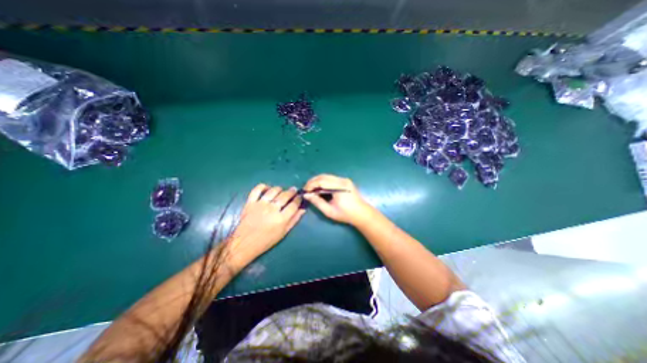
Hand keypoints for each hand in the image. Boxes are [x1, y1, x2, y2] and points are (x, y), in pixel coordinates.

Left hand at [229, 184, 306, 266]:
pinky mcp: (250, 203)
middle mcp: (272, 209)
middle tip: (294, 190)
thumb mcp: (283, 233)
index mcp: (281, 219)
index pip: (294, 204)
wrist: (244, 243)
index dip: (298, 199)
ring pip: (273, 191)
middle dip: (291, 191)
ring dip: (280, 189)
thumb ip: (294, 220)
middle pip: (285, 195)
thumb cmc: (266, 240)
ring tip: (282, 190)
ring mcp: (260, 205)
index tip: (300, 196)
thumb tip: (303, 209)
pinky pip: (257, 189)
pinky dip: (263, 186)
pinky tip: (267, 188)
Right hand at [303, 175, 373, 224]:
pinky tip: (320, 189)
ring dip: (318, 181)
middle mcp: (342, 180)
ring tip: (312, 189)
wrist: (362, 213)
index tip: (305, 191)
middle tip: (306, 190)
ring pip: (327, 176)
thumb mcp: (329, 211)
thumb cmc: (346, 214)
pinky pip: (331, 179)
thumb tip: (306, 195)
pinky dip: (324, 182)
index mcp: (339, 187)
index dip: (311, 185)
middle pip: (323, 176)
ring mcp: (344, 180)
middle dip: (313, 182)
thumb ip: (317, 202)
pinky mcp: (345, 181)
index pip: (321, 181)